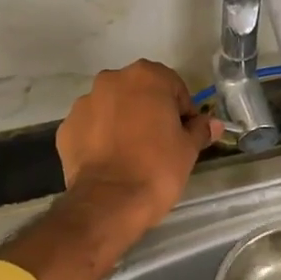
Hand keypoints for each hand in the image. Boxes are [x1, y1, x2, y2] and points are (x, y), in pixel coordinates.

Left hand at [56, 60, 220, 233]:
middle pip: (139, 92)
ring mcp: (84, 103)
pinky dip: (100, 138)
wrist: (109, 202)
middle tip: (160, 143)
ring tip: (132, 154)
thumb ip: (200, 129)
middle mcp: (111, 80)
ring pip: (112, 108)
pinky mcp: (66, 128)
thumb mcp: (188, 149)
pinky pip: (91, 127)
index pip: (173, 87)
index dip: (182, 111)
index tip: (184, 134)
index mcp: (146, 77)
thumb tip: (213, 123)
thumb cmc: (157, 168)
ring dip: (123, 122)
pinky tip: (110, 161)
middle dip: (150, 111)